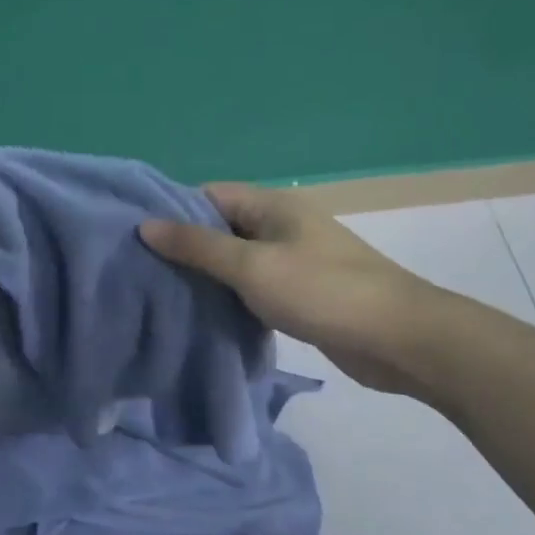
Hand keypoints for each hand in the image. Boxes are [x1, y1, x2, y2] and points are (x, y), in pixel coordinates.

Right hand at [140, 183, 441, 394]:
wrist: (398, 338)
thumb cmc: (321, 291)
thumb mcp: (251, 266)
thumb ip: (197, 247)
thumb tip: (145, 225)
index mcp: (272, 205)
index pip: (209, 195)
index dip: (172, 212)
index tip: (136, 238)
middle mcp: (281, 226)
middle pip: (221, 227)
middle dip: (184, 247)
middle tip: (142, 271)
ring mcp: (294, 260)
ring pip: (236, 260)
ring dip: (207, 276)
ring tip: (163, 294)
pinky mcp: (301, 293)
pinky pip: (254, 286)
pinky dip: (230, 296)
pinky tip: (204, 315)